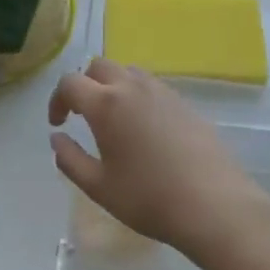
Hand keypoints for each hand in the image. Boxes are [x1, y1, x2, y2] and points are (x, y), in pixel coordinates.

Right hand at [48, 59, 269, 261]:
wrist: (213, 203)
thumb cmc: (148, 198)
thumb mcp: (99, 187)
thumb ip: (70, 159)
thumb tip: (57, 138)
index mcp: (106, 104)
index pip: (70, 82)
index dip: (57, 99)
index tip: (59, 124)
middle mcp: (133, 87)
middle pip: (99, 66)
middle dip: (84, 84)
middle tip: (82, 115)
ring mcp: (162, 91)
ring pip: (128, 71)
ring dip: (112, 85)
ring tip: (113, 119)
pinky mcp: (184, 101)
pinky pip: (151, 85)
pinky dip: (136, 94)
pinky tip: (143, 127)